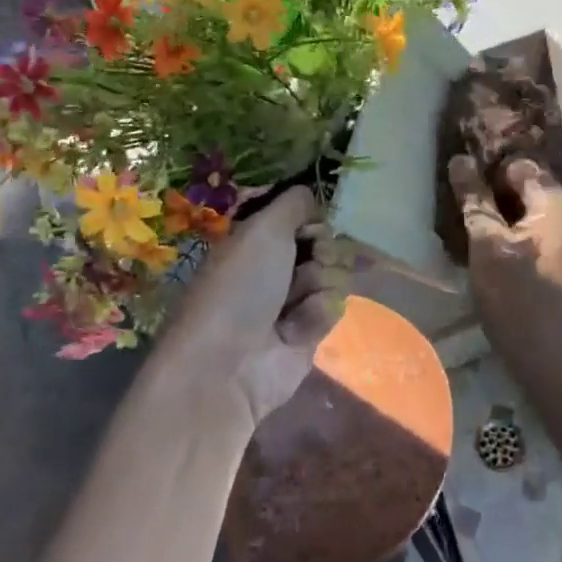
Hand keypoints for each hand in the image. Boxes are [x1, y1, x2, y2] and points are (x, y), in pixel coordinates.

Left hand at [158, 186, 352, 434]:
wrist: (228, 365)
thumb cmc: (239, 288)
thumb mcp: (263, 230)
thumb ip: (293, 204)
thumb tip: (312, 195)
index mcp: (256, 241)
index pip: (301, 218)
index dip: (314, 220)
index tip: (314, 225)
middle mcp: (274, 267)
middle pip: (324, 244)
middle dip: (324, 251)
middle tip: (311, 261)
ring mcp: (292, 301)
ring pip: (333, 275)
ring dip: (321, 283)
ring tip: (296, 304)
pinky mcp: (308, 332)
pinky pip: (333, 307)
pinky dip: (319, 314)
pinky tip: (297, 330)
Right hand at [449, 154, 561, 368]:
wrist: (552, 358)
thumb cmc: (518, 297)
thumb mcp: (488, 245)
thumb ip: (475, 200)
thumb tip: (459, 159)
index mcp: (557, 201)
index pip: (516, 165)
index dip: (486, 170)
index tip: (456, 183)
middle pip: (522, 186)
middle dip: (489, 193)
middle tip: (455, 204)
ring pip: (523, 210)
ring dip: (496, 215)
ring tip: (464, 226)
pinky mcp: (558, 258)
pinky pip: (529, 231)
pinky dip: (508, 233)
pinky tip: (483, 248)